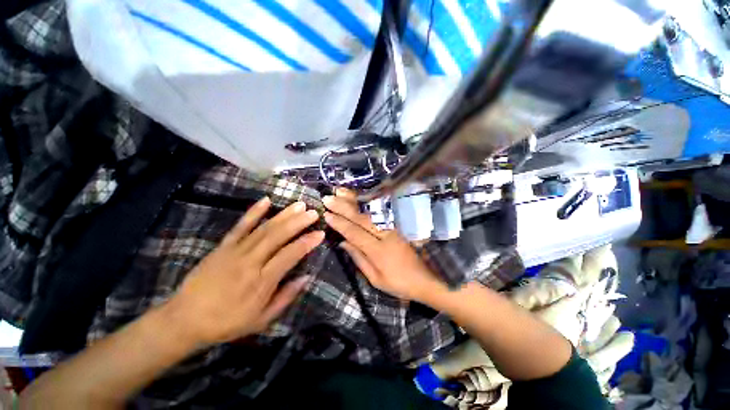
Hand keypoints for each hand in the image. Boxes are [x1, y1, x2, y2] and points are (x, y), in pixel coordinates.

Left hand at [163, 197, 323, 345]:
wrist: (185, 319)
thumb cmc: (227, 322)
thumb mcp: (262, 319)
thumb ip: (286, 297)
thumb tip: (307, 277)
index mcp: (261, 281)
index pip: (290, 255)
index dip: (307, 243)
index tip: (320, 233)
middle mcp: (250, 262)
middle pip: (278, 236)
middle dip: (298, 222)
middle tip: (313, 212)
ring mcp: (235, 251)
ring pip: (264, 228)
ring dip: (283, 215)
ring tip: (299, 205)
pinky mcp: (223, 246)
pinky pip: (240, 226)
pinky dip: (254, 212)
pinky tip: (266, 200)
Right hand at [323, 189, 445, 301]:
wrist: (428, 278)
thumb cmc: (400, 283)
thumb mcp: (377, 279)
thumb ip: (359, 259)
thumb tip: (343, 242)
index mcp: (379, 251)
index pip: (355, 233)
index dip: (340, 223)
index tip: (327, 214)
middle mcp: (386, 235)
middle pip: (361, 218)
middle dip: (343, 207)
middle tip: (328, 199)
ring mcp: (393, 227)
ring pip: (370, 211)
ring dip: (354, 200)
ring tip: (340, 192)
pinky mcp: (398, 225)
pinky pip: (380, 211)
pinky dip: (368, 202)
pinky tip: (360, 196)